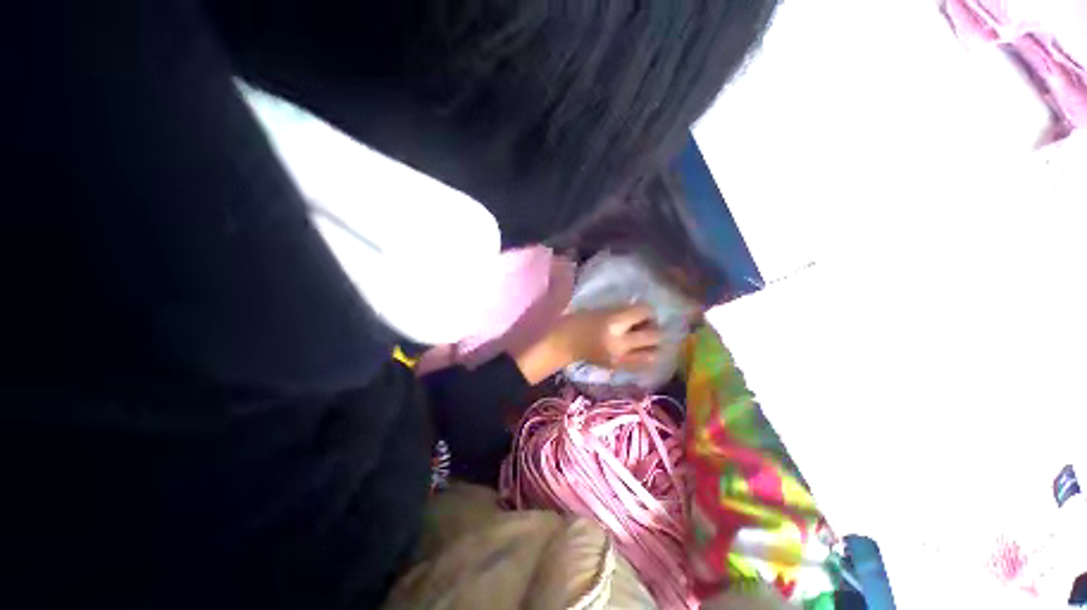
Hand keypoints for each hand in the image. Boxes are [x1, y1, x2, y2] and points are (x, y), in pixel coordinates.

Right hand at [554, 304, 661, 369]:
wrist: (564, 344)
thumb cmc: (578, 321)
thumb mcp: (600, 310)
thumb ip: (622, 311)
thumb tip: (642, 311)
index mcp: (614, 323)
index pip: (644, 313)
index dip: (647, 309)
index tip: (641, 308)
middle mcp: (621, 342)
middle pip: (655, 335)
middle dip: (653, 327)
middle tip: (645, 324)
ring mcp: (621, 358)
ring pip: (653, 354)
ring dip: (652, 345)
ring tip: (644, 339)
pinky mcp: (618, 368)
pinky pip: (641, 364)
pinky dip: (644, 356)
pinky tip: (637, 350)